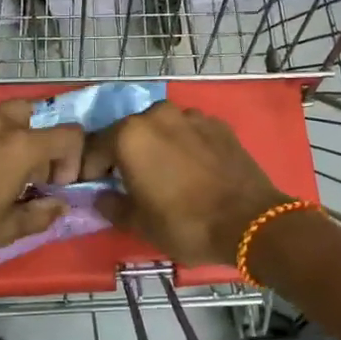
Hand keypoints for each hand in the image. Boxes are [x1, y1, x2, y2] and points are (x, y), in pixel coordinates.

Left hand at [0, 102, 82, 267]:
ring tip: (0, 173)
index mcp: (21, 146)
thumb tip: (59, 206)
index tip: (56, 186)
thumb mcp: (3, 231)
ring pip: (7, 116)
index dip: (73, 160)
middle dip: (42, 144)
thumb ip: (39, 215)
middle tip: (30, 177)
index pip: (69, 135)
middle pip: (38, 117)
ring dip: (15, 139)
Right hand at [79, 103, 288, 266]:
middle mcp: (158, 115)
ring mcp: (192, 116)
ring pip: (162, 128)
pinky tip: (191, 168)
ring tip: (163, 173)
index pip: (96, 148)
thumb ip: (113, 206)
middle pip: (130, 132)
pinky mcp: (219, 125)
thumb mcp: (139, 224)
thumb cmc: (185, 224)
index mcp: (131, 135)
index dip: (91, 169)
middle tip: (128, 181)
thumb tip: (101, 197)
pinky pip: (190, 132)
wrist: (249, 221)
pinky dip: (184, 144)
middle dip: (124, 153)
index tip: (94, 187)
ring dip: (156, 145)